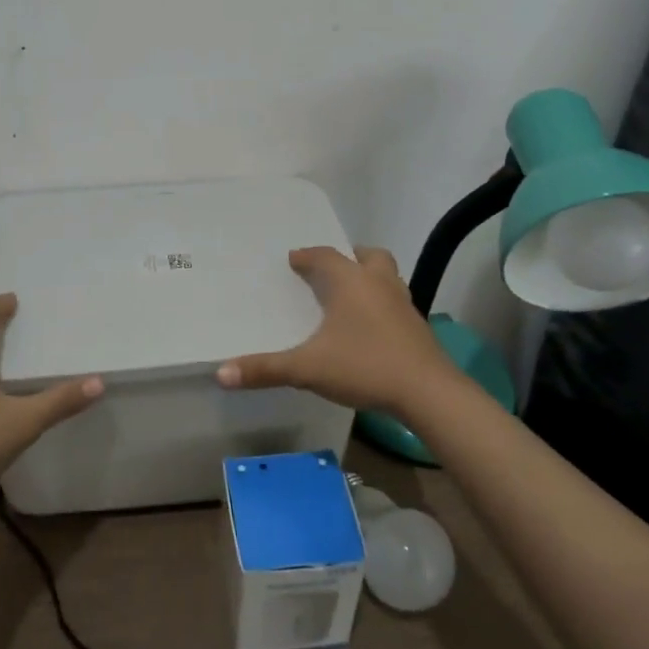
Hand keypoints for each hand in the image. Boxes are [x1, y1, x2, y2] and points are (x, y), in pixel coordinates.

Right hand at [216, 247, 457, 416]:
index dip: (307, 256)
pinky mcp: (418, 327)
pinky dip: (382, 304)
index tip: (293, 259)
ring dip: (369, 278)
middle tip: (331, 269)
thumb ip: (265, 369)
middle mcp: (378, 284)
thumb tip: (220, 373)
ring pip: (387, 276)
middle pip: (367, 256)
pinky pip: (396, 302)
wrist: (428, 392)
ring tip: (352, 295)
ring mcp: (403, 304)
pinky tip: (372, 326)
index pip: (325, 256)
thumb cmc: (364, 366)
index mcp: (350, 282)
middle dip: (348, 258)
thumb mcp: (308, 369)